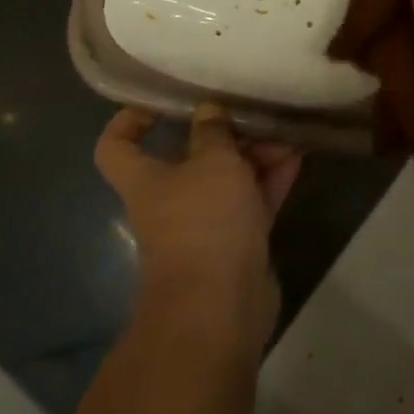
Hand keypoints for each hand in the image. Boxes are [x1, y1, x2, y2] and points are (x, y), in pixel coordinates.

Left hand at [94, 103, 300, 350]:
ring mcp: (204, 224)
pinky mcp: (236, 243)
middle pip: (189, 157)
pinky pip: (252, 201)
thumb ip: (213, 132)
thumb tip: (208, 110)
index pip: (117, 146)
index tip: (159, 104)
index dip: (129, 121)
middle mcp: (170, 199)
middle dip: (222, 134)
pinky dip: (270, 180)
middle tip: (252, 112)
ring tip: (286, 131)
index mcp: (146, 179)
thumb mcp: (212, 162)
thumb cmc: (204, 223)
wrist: (220, 309)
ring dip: (254, 154)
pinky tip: (297, 156)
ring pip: (227, 178)